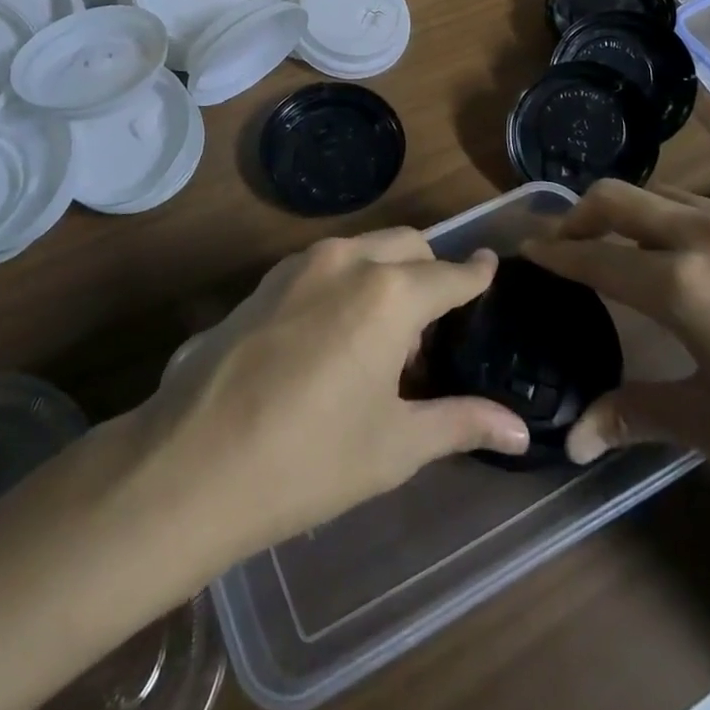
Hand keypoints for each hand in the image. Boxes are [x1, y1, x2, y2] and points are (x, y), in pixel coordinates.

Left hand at [142, 230, 529, 558]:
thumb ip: (460, 422)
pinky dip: (348, 280)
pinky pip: (326, 264)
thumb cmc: (309, 459)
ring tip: (381, 340)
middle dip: (431, 272)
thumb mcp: (394, 445)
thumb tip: (518, 430)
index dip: (477, 274)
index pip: (450, 274)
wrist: (192, 463)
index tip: (491, 268)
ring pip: (365, 248)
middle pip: (409, 246)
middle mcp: (348, 260)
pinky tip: (333, 336)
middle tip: (433, 328)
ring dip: (387, 275)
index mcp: (389, 293)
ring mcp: (300, 264)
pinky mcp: (266, 280)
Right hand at [527, 180, 709, 514]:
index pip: (593, 257)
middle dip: (577, 213)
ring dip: (631, 212)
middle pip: (617, 197)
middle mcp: (705, 233)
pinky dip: (685, 219)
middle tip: (564, 239)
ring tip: (630, 246)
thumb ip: (638, 417)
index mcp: (681, 284)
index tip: (525, 249)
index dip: (552, 254)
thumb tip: (574, 440)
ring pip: (665, 194)